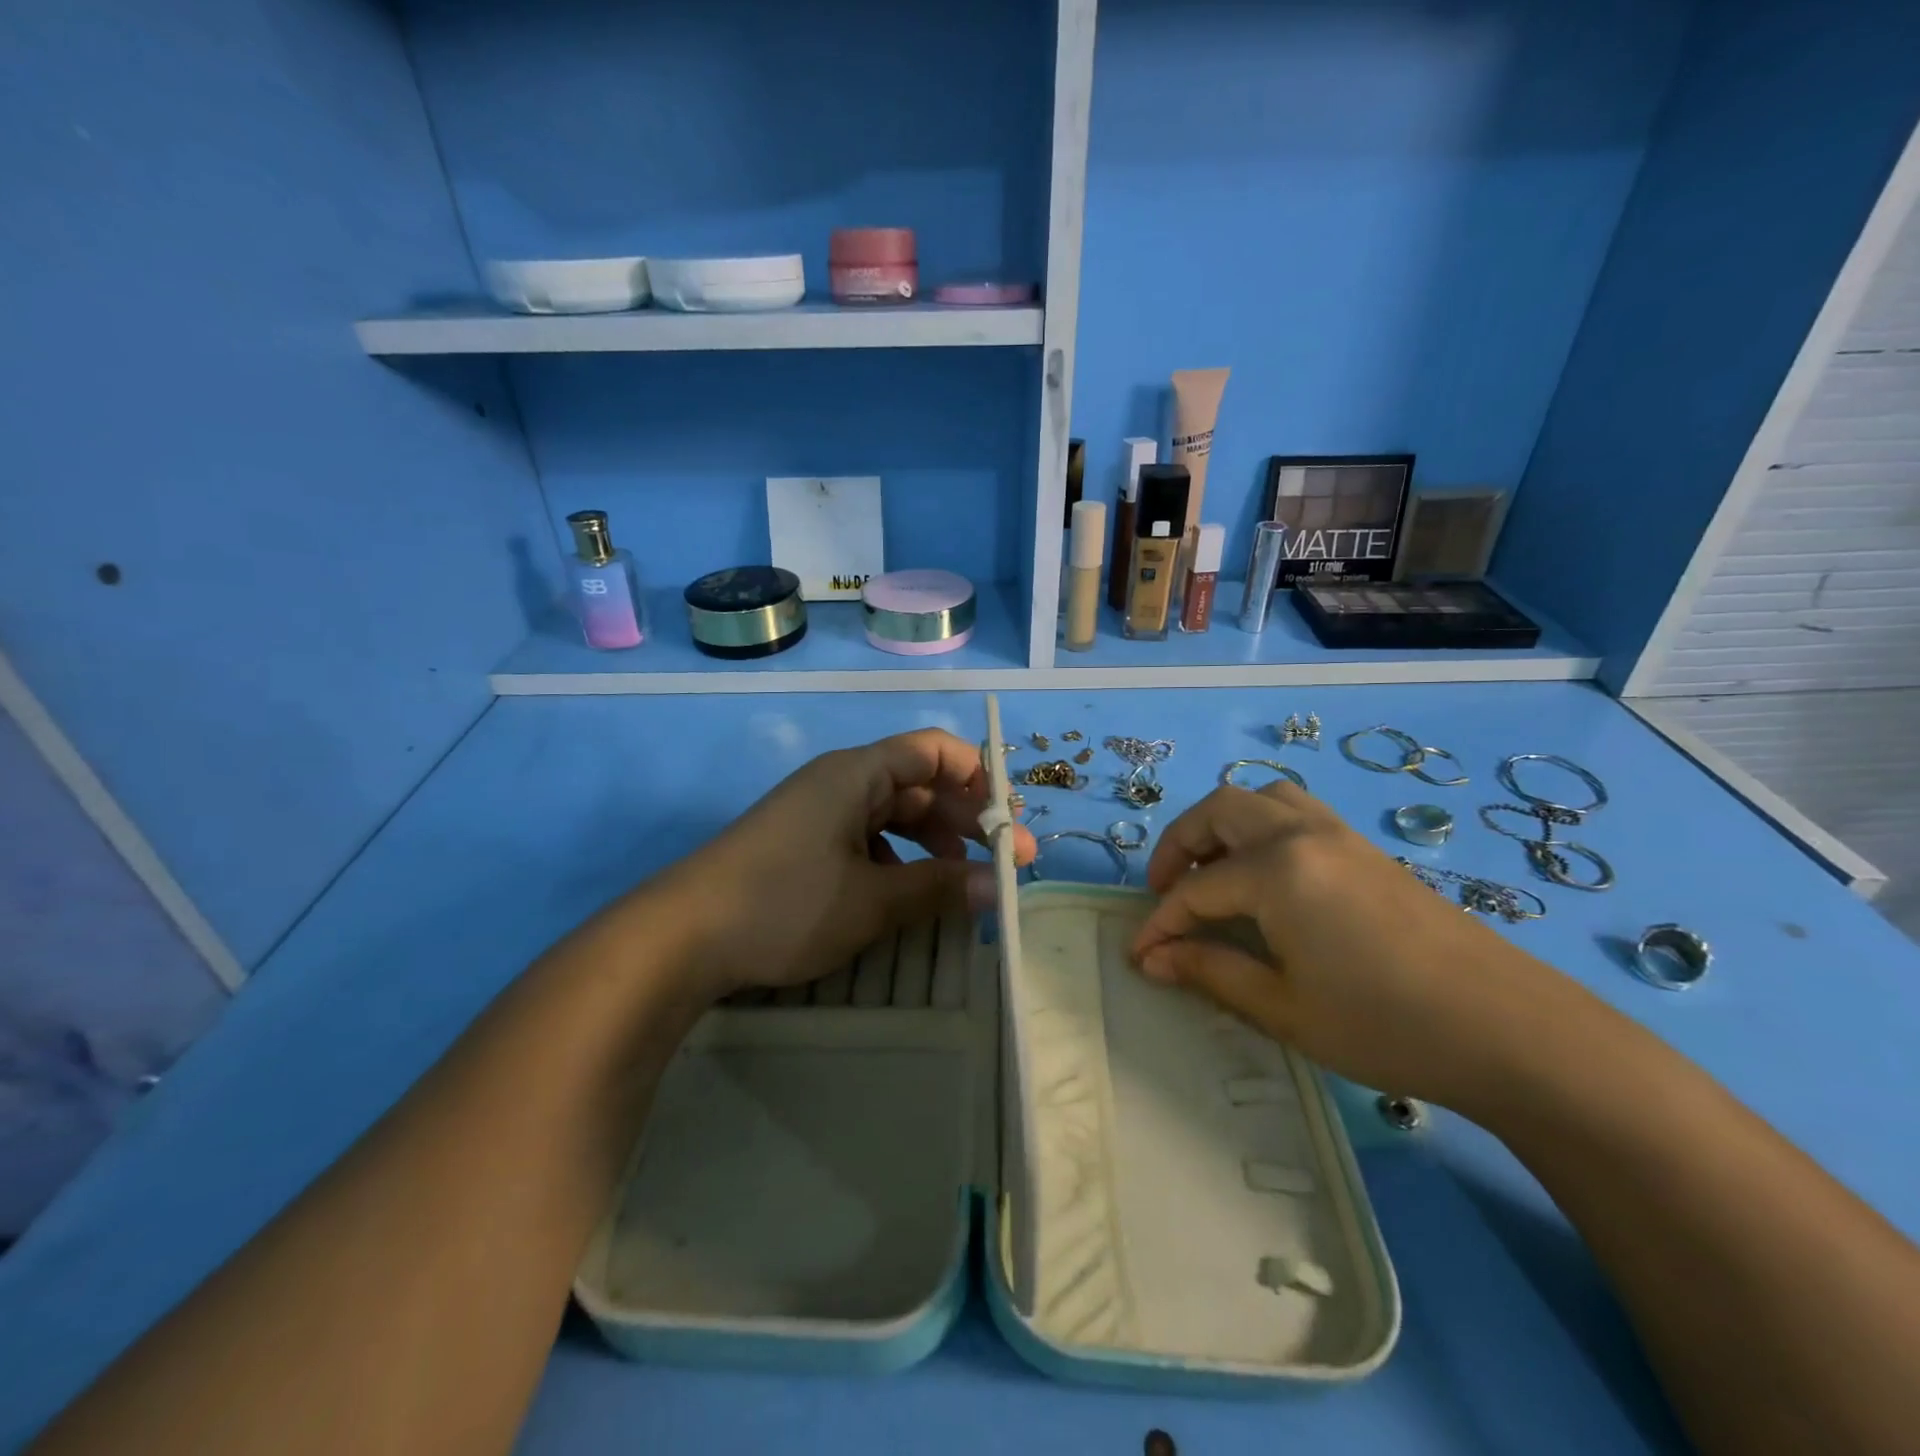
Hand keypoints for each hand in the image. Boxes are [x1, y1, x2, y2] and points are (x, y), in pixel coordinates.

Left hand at [645, 729, 1035, 999]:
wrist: (681, 937)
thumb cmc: (785, 903)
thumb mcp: (872, 900)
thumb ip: (941, 888)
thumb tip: (1000, 886)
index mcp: (857, 774)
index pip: (934, 750)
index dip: (978, 778)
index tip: (1006, 822)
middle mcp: (840, 783)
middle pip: (918, 784)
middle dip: (964, 822)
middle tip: (1004, 865)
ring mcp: (818, 814)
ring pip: (893, 816)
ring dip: (932, 845)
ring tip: (961, 884)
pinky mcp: (803, 845)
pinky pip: (865, 840)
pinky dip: (896, 861)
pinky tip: (904, 895)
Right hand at [1131, 782, 1578, 1108]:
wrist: (1511, 1030)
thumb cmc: (1385, 1024)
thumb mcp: (1284, 1007)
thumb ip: (1210, 971)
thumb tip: (1151, 957)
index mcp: (1276, 870)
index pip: (1195, 889)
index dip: (1160, 922)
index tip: (1139, 954)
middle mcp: (1302, 833)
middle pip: (1218, 812)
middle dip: (1179, 846)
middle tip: (1167, 893)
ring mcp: (1339, 834)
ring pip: (1262, 798)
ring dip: (1223, 826)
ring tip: (1215, 873)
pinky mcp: (1367, 849)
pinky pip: (1297, 812)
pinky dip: (1262, 828)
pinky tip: (1268, 878)